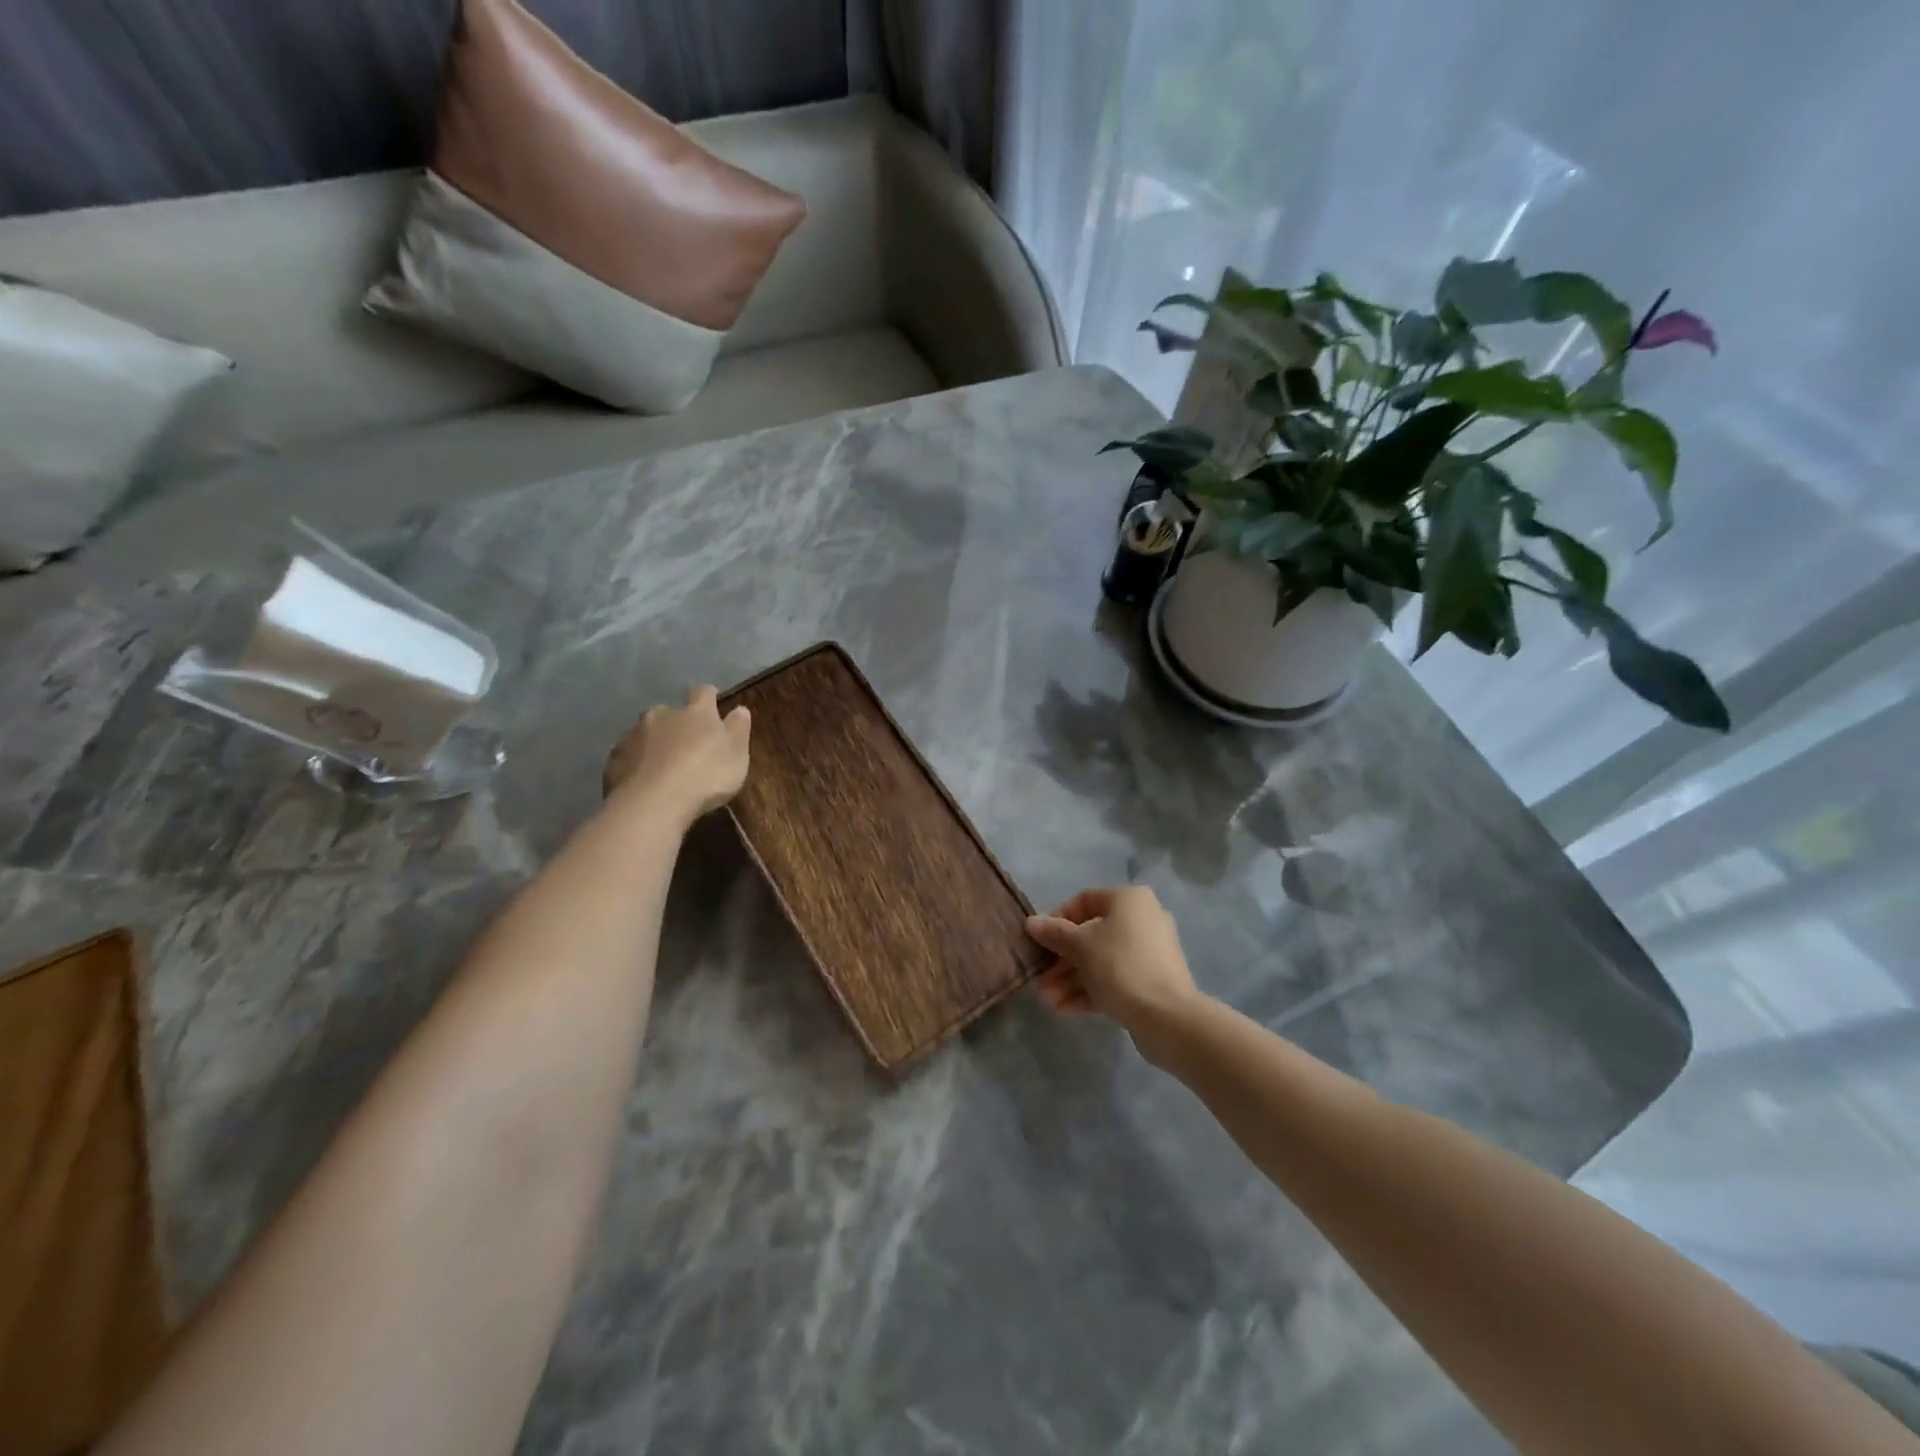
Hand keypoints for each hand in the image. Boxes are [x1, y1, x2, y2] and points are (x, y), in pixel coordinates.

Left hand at [603, 685, 751, 822]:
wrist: (654, 803)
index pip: (704, 692)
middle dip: (676, 724)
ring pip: (645, 733)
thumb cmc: (705, 776)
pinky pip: (628, 755)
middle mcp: (662, 714)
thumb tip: (740, 709)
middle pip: (669, 712)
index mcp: (696, 712)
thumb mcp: (736, 756)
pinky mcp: (614, 758)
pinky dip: (636, 764)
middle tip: (685, 747)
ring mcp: (634, 734)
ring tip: (661, 769)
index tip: (713, 707)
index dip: (708, 698)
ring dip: (654, 744)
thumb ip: (738, 730)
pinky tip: (642, 783)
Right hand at [1026, 885, 1202, 1034]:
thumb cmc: (1120, 966)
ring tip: (1048, 1000)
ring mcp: (1149, 952)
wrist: (1167, 1017)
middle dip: (1061, 959)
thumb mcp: (1080, 946)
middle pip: (1091, 935)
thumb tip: (1031, 922)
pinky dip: (1090, 990)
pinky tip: (1065, 1008)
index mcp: (1129, 900)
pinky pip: (1115, 979)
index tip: (1040, 941)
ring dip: (1071, 979)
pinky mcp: (1151, 981)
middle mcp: (1142, 919)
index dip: (1057, 919)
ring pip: (1101, 960)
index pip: (1084, 901)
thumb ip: (1054, 933)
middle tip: (1040, 979)